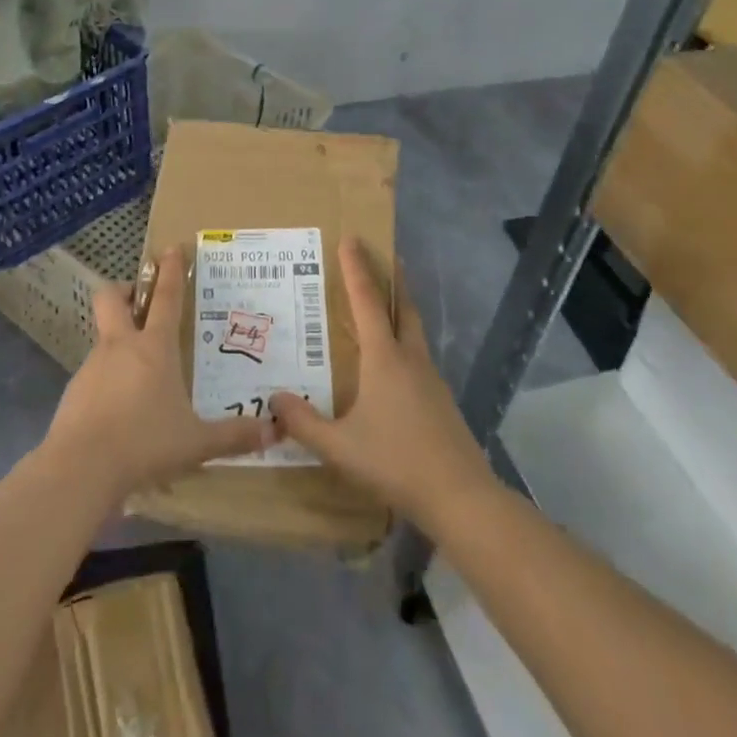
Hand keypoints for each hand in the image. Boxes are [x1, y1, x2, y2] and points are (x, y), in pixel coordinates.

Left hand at [44, 251, 273, 505]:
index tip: (171, 248)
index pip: (165, 297)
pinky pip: (93, 374)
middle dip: (125, 290)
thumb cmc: (145, 443)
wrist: (81, 468)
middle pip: (112, 297)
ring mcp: (92, 366)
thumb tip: (272, 433)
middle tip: (139, 302)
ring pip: (103, 336)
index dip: (170, 270)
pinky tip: (119, 411)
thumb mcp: (196, 443)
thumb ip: (233, 436)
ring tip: (138, 375)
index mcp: (154, 348)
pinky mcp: (74, 391)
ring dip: (118, 342)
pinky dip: (107, 381)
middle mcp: (120, 347)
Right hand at [270, 240, 493, 527]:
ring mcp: (431, 379)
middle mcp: (410, 358)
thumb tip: (274, 399)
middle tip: (384, 255)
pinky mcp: (442, 400)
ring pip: (414, 329)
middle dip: (392, 278)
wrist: (462, 498)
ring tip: (386, 303)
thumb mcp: (340, 447)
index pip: (366, 301)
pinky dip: (406, 340)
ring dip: (401, 307)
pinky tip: (396, 362)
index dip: (356, 268)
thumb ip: (304, 423)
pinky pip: (419, 355)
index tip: (351, 238)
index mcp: (384, 358)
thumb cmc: (396, 462)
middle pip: (402, 305)